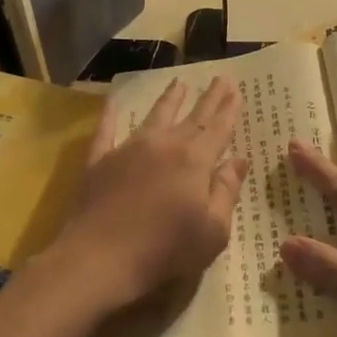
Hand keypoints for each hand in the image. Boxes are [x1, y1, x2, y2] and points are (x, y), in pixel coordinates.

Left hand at [51, 76, 248, 308]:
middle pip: (191, 117)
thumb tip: (237, 161)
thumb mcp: (213, 231)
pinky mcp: (99, 162)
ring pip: (154, 117)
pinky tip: (113, 102)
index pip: (217, 129)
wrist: (99, 258)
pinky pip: (106, 131)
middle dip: (208, 98)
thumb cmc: (165, 250)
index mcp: (194, 161)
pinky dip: (110, 115)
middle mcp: (163, 145)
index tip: (235, 90)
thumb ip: (226, 192)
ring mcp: (128, 150)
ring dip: (169, 99)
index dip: (228, 110)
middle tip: (220, 78)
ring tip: (179, 82)